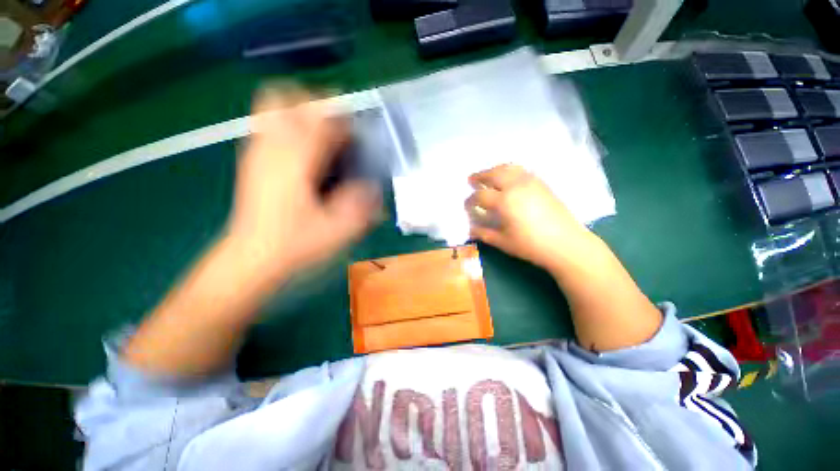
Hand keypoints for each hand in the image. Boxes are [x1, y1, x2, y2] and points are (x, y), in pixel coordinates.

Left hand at [228, 87, 380, 277]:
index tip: (359, 136)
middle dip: (319, 104)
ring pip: (274, 105)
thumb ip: (361, 204)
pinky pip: (267, 123)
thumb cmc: (295, 243)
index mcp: (297, 162)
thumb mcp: (337, 230)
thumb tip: (374, 185)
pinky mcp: (252, 159)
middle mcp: (274, 148)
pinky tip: (303, 148)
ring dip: (302, 110)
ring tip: (322, 134)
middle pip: (291, 98)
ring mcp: (258, 150)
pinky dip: (287, 123)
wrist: (252, 256)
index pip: (323, 121)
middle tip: (338, 128)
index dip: (346, 122)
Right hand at [465, 164, 596, 270]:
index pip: (480, 195)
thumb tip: (470, 229)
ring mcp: (530, 182)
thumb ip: (483, 233)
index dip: (470, 200)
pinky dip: (509, 171)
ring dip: (494, 170)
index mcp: (504, 201)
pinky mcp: (541, 183)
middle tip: (471, 180)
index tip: (467, 205)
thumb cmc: (530, 245)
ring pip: (508, 168)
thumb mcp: (502, 241)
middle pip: (493, 174)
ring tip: (488, 176)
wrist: (565, 243)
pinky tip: (507, 179)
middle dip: (479, 176)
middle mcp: (515, 186)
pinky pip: (521, 170)